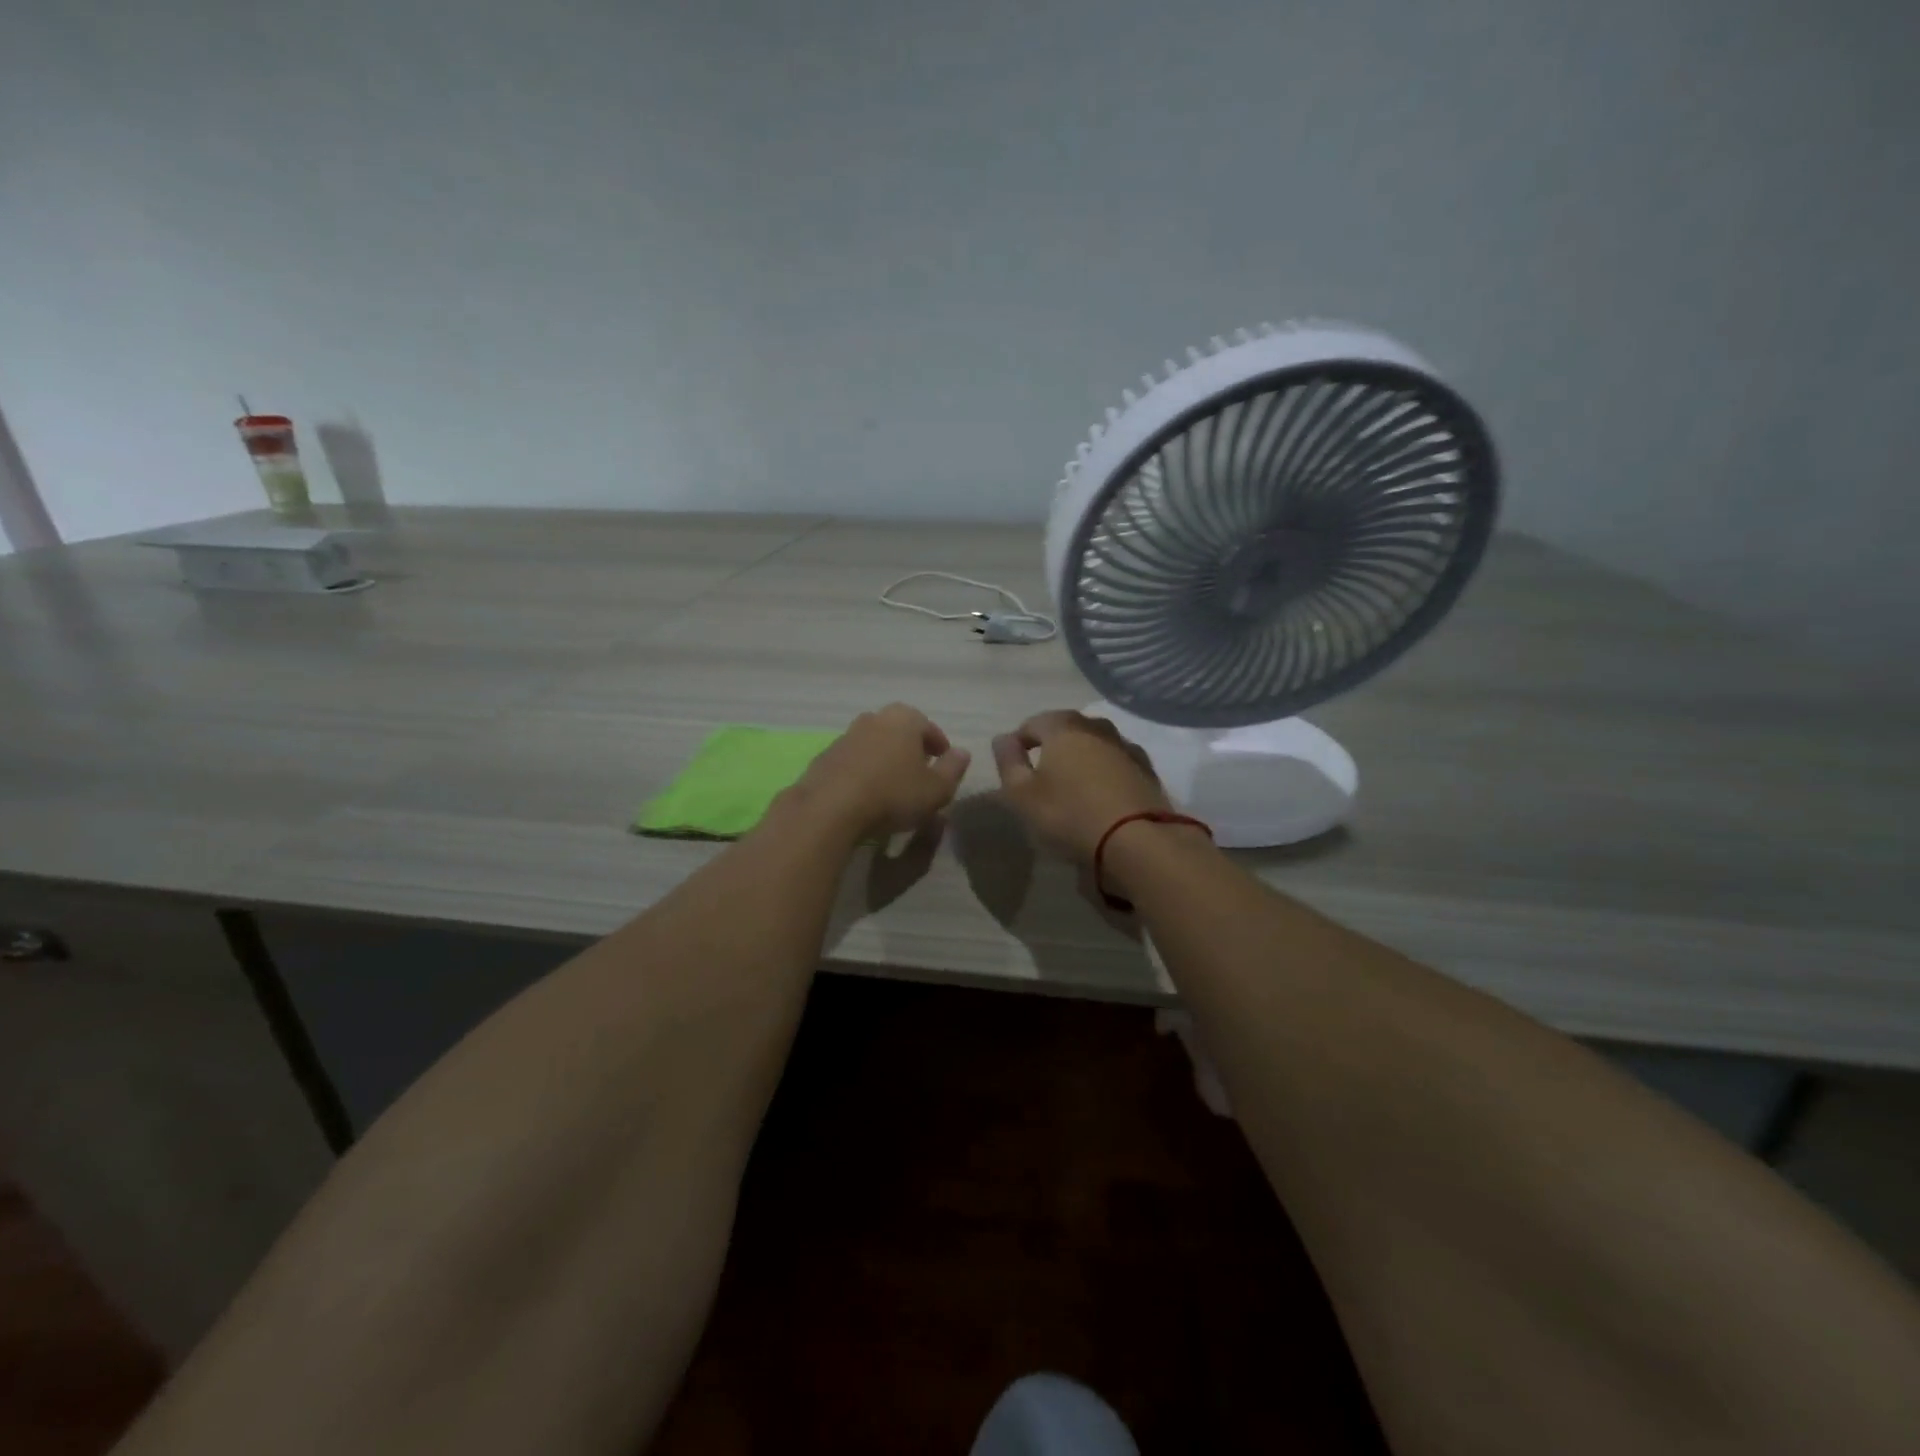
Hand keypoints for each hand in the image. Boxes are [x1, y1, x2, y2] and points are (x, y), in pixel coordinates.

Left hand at [793, 703, 970, 840]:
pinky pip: (853, 761)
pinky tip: (865, 794)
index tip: (944, 765)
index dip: (940, 747)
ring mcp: (845, 736)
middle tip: (920, 773)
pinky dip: (862, 772)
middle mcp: (874, 718)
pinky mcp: (824, 757)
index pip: (929, 727)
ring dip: (885, 759)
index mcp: (904, 719)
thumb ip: (953, 769)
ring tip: (892, 785)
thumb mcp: (936, 789)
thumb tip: (962, 753)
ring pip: (874, 744)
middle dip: (911, 749)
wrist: (830, 808)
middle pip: (899, 731)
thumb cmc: (893, 794)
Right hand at [991, 711, 1170, 859]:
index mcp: (1063, 727)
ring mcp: (1126, 746)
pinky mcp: (1146, 769)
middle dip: (1051, 744)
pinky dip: (1105, 769)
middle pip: (1067, 728)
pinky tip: (1102, 790)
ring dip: (1081, 755)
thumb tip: (1002, 738)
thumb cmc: (1069, 814)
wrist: (1137, 839)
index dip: (1018, 741)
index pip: (1033, 723)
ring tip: (1073, 781)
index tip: (1013, 764)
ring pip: (1095, 742)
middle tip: (1041, 772)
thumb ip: (1008, 762)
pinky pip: (1117, 761)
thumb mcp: (1022, 795)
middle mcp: (1096, 727)